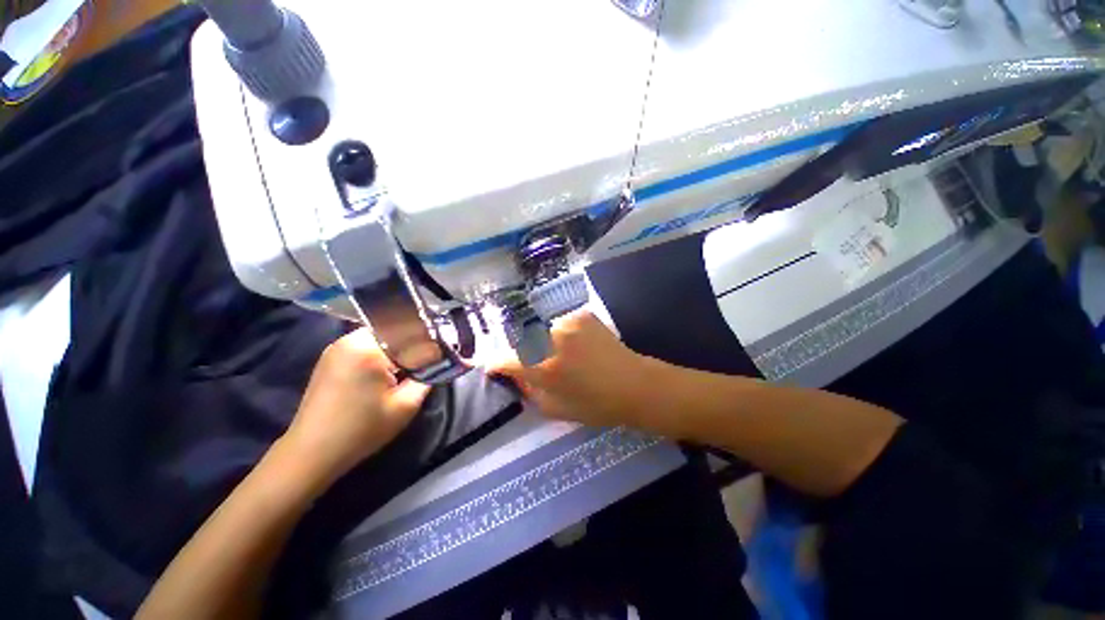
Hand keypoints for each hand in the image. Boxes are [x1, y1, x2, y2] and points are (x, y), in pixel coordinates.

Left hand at [283, 329, 430, 484]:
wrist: (312, 452)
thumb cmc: (361, 430)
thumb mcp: (406, 405)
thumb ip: (427, 376)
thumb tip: (440, 359)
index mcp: (369, 348)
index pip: (412, 333)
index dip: (431, 343)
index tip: (443, 354)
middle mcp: (350, 339)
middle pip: (396, 330)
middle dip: (415, 342)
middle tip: (427, 360)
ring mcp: (338, 346)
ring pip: (382, 335)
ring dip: (399, 347)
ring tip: (409, 366)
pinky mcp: (331, 356)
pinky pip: (366, 344)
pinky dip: (382, 351)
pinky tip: (387, 369)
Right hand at [490, 310, 656, 427]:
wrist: (634, 384)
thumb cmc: (595, 405)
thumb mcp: (555, 409)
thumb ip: (528, 390)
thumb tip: (514, 375)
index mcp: (543, 367)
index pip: (505, 359)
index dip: (496, 364)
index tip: (495, 367)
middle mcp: (551, 339)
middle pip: (520, 339)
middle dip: (519, 350)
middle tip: (529, 361)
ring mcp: (568, 322)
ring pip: (540, 328)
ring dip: (540, 340)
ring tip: (554, 352)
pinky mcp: (581, 315)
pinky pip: (559, 322)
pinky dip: (559, 333)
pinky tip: (572, 343)